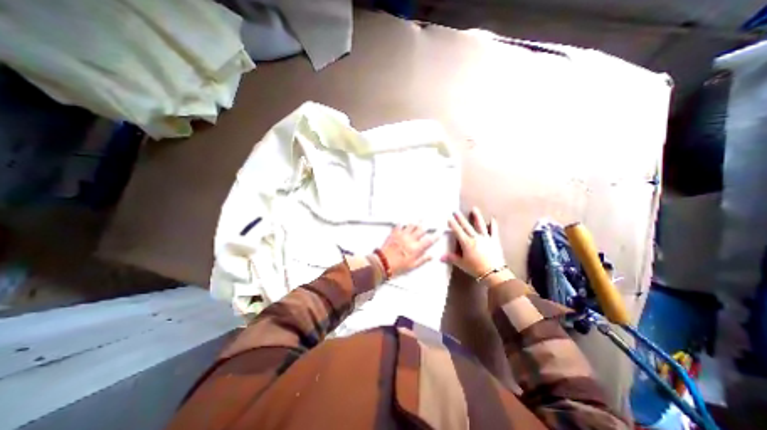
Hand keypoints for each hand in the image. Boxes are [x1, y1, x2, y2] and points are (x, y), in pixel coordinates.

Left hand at [376, 225, 437, 278]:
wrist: (383, 263)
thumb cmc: (396, 266)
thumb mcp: (412, 266)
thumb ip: (422, 260)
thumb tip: (429, 256)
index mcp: (416, 248)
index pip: (429, 240)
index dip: (435, 236)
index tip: (438, 233)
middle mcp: (410, 240)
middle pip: (421, 230)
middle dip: (426, 227)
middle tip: (428, 224)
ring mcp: (402, 235)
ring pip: (411, 225)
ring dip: (416, 222)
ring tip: (420, 218)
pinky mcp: (394, 234)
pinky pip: (399, 225)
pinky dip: (402, 223)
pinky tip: (403, 221)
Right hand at [445, 208, 507, 278]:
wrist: (494, 273)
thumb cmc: (475, 268)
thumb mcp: (462, 264)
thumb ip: (451, 258)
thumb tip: (440, 257)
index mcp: (466, 243)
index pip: (457, 231)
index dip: (452, 224)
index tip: (448, 217)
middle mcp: (475, 238)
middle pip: (467, 226)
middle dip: (460, 218)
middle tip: (456, 211)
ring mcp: (486, 238)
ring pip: (480, 225)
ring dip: (477, 217)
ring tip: (474, 209)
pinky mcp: (494, 241)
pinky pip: (494, 231)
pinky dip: (493, 225)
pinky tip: (493, 219)